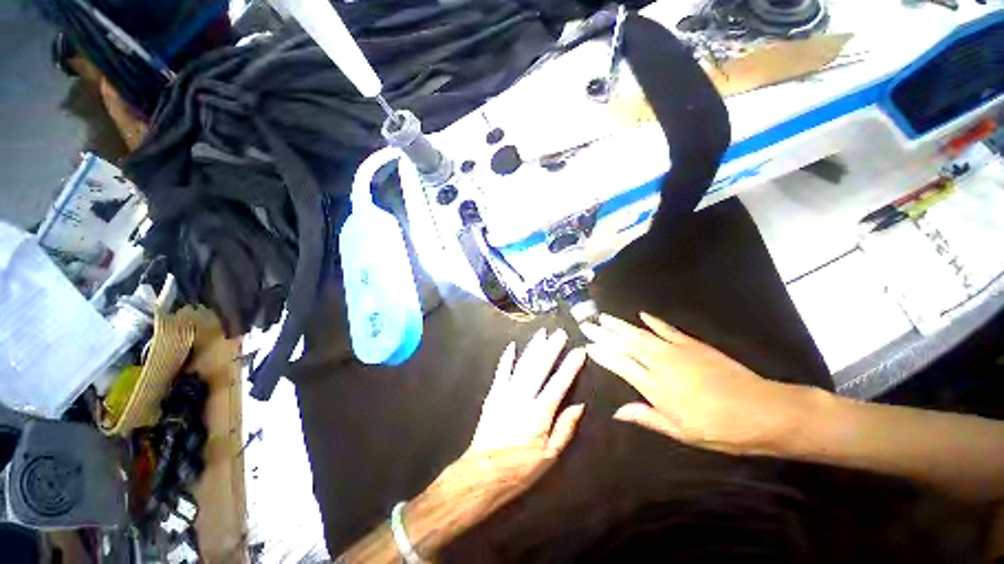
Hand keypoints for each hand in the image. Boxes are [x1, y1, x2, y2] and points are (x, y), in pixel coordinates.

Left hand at [405, 329, 585, 551]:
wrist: (483, 473)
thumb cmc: (521, 469)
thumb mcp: (550, 455)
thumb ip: (564, 429)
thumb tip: (579, 406)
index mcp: (540, 413)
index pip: (559, 384)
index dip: (570, 366)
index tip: (580, 350)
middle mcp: (522, 400)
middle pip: (538, 369)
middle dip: (551, 349)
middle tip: (561, 332)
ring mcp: (503, 398)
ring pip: (520, 367)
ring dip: (532, 349)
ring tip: (542, 334)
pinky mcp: (491, 401)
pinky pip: (499, 375)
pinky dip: (506, 361)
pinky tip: (511, 348)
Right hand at [581, 312, 806, 454]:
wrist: (755, 409)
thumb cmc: (715, 429)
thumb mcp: (679, 431)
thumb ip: (648, 417)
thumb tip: (618, 411)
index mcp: (658, 388)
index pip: (623, 366)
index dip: (605, 355)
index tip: (588, 344)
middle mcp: (666, 364)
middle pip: (632, 345)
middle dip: (609, 334)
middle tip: (588, 322)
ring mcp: (684, 352)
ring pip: (647, 335)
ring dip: (626, 325)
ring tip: (607, 317)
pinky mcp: (699, 346)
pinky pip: (671, 331)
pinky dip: (656, 323)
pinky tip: (645, 316)